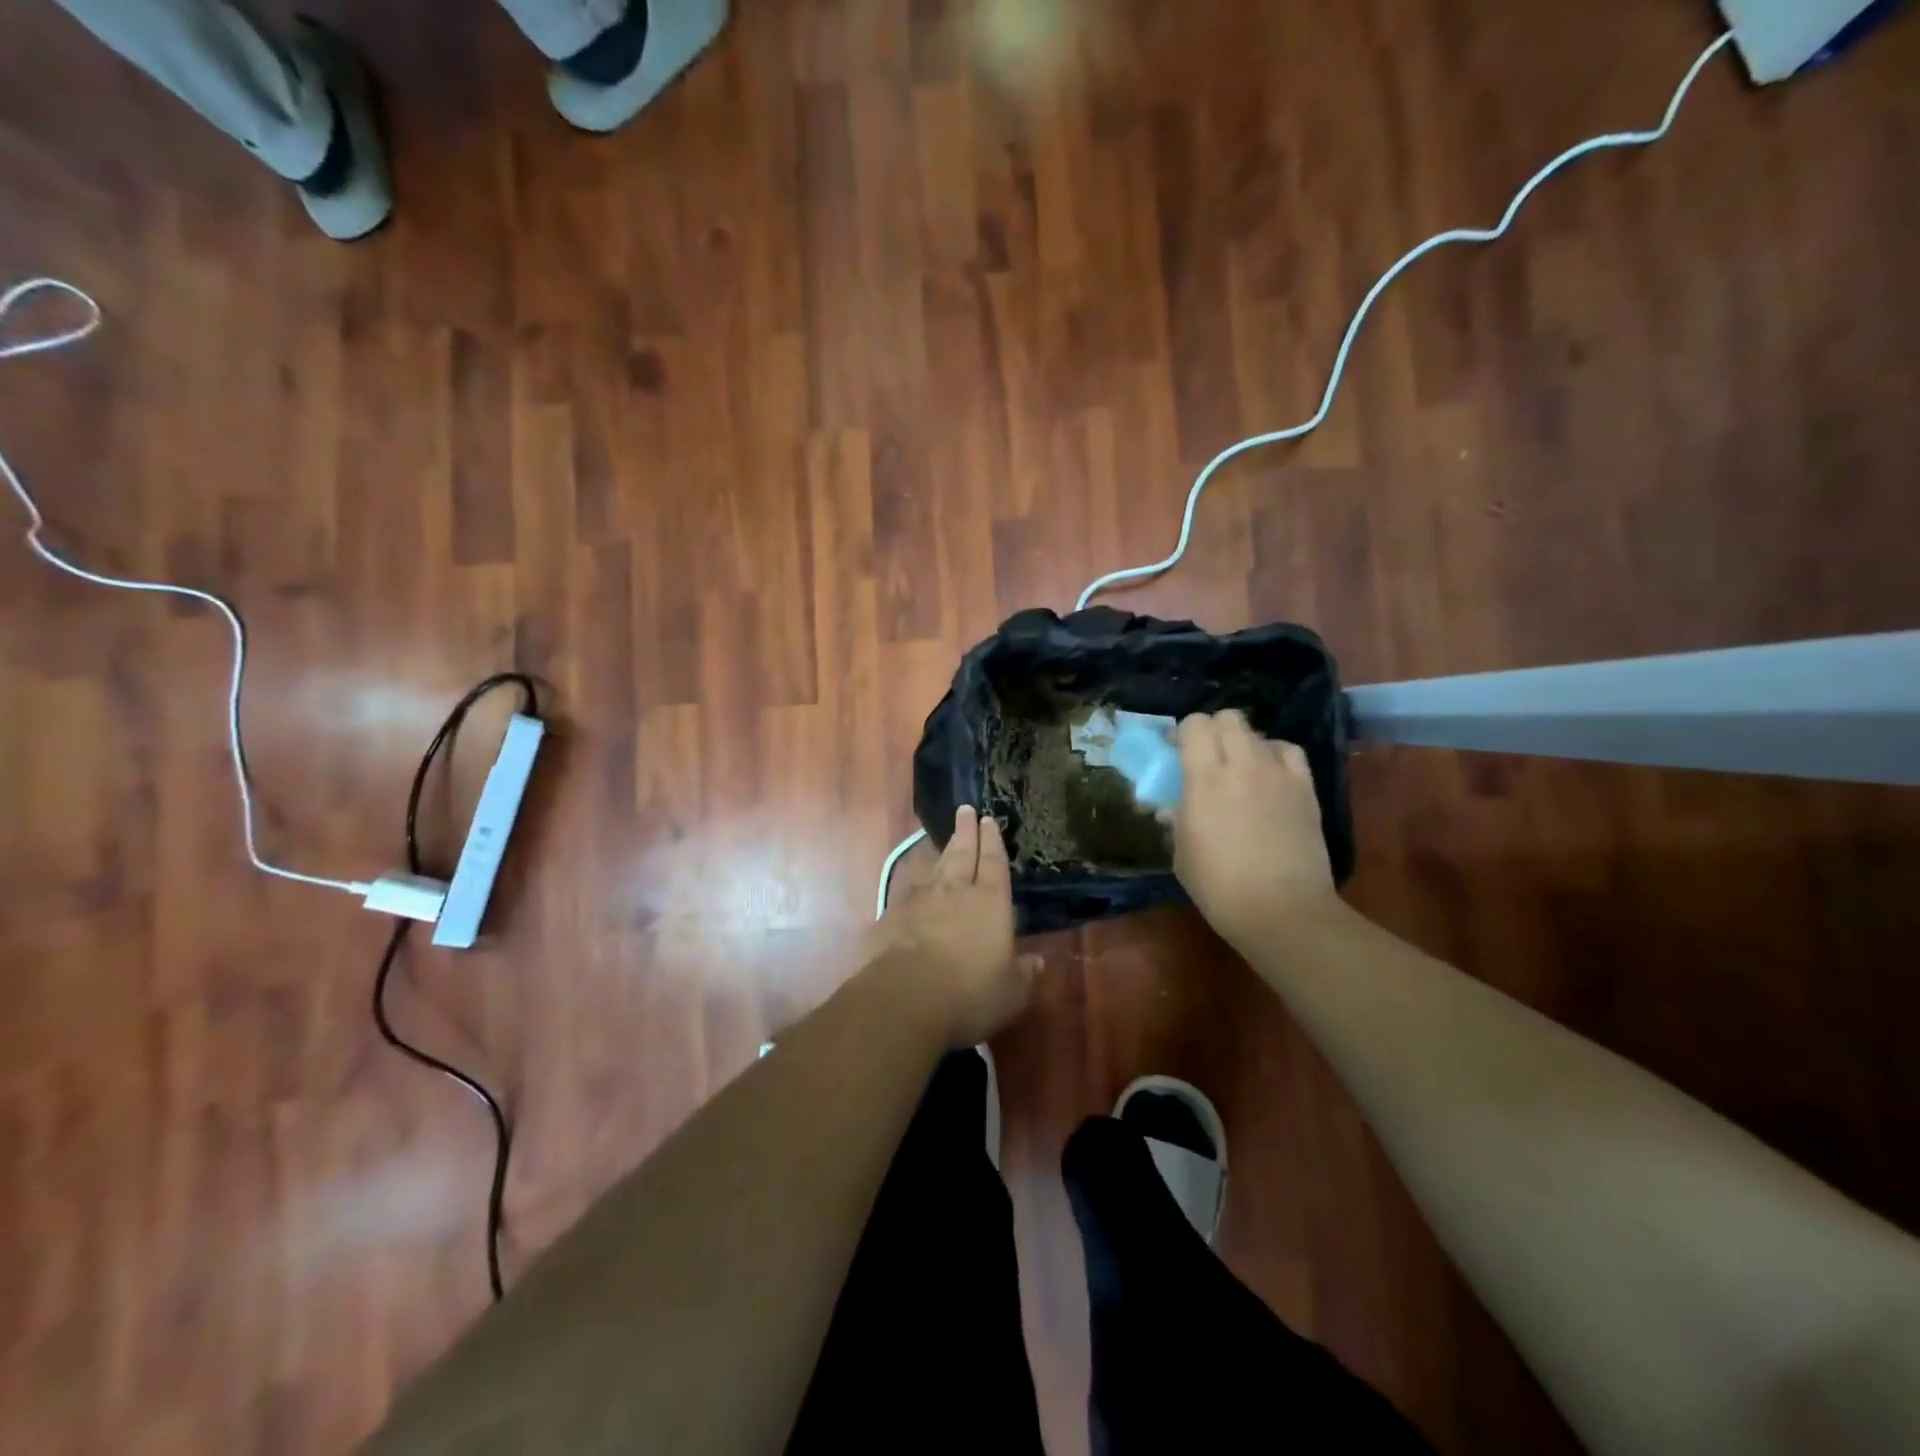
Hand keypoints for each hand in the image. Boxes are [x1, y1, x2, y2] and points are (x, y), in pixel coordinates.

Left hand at [861, 807, 1038, 1046]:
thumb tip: (1038, 961)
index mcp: (990, 902)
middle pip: (962, 853)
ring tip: (947, 841)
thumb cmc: (969, 994)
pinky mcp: (892, 915)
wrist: (904, 998)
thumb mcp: (1010, 992)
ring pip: (935, 867)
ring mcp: (920, 900)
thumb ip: (1024, 973)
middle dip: (965, 831)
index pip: (993, 862)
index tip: (988, 819)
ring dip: (942, 852)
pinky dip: (916, 884)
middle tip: (965, 810)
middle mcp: (955, 891)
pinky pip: (909, 891)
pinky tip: (914, 887)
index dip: (992, 840)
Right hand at [1174, 711, 1341, 943]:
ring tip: (1241, 770)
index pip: (1194, 725)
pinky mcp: (1306, 788)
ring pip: (1258, 733)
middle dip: (1214, 731)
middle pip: (1228, 718)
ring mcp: (1279, 774)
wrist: (1282, 910)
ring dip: (1244, 744)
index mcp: (1204, 779)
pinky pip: (1289, 752)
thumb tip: (1176, 804)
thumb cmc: (1219, 887)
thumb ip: (1178, 817)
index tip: (1177, 754)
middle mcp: (1242, 765)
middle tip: (1208, 758)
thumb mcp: (1181, 852)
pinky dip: (1275, 756)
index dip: (1183, 734)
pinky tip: (1270, 776)